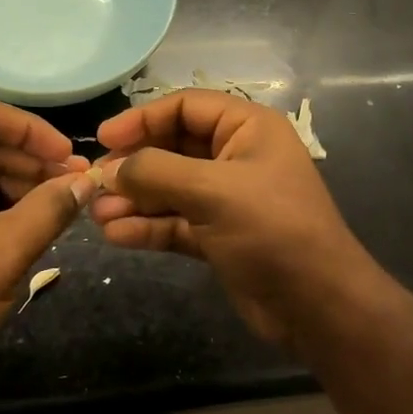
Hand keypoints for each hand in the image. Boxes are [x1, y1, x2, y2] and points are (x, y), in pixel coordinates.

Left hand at [0, 99, 93, 384]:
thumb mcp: (6, 250)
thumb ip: (50, 208)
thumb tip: (86, 182)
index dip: (31, 129)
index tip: (67, 155)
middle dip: (34, 161)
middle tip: (78, 184)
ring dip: (24, 186)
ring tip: (65, 207)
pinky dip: (7, 210)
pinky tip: (38, 226)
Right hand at [89, 89, 380, 348]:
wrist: (317, 305)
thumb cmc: (272, 230)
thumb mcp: (213, 191)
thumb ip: (157, 172)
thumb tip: (111, 170)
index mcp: (247, 129)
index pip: (185, 107)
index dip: (142, 119)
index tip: (104, 138)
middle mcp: (235, 158)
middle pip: (172, 148)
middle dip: (134, 166)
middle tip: (95, 183)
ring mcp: (226, 199)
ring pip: (169, 189)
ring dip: (134, 200)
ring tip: (98, 215)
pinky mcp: (217, 236)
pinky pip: (174, 222)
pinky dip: (147, 227)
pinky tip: (117, 235)